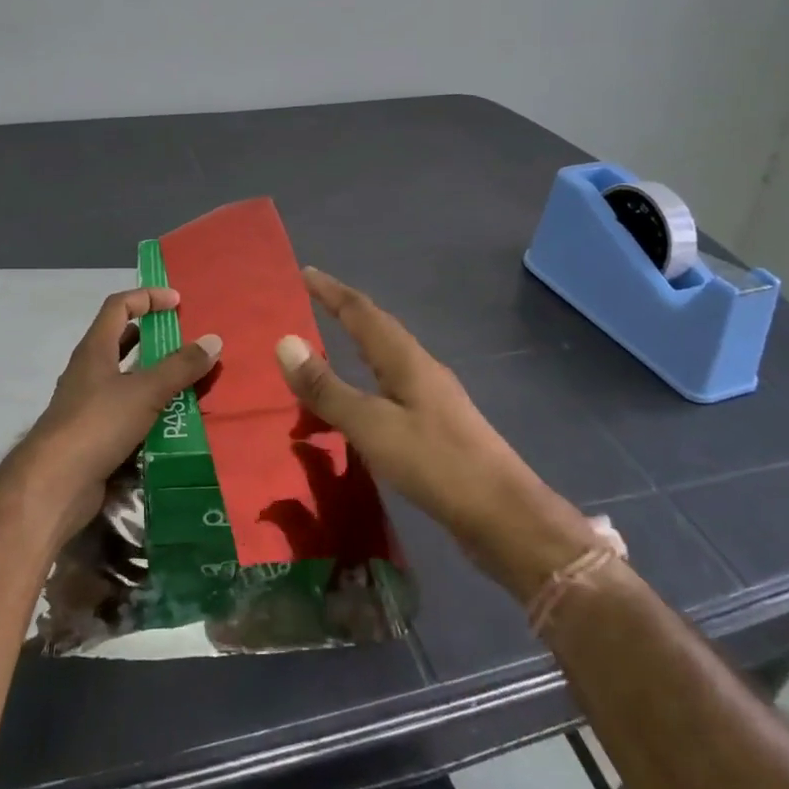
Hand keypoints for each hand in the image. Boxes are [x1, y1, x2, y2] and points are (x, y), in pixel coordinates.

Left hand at [17, 287, 220, 542]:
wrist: (54, 485)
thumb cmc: (97, 424)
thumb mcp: (145, 392)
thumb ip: (180, 367)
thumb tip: (213, 340)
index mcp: (95, 349)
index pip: (119, 306)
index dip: (147, 297)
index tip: (177, 302)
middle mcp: (90, 371)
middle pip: (122, 340)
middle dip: (154, 336)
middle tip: (187, 341)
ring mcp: (90, 404)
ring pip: (127, 378)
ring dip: (156, 375)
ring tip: (190, 380)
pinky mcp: (95, 434)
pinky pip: (128, 411)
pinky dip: (150, 409)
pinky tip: (174, 420)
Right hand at [275, 267, 601, 599]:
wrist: (504, 516)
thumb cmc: (435, 463)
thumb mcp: (371, 426)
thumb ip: (327, 388)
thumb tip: (284, 341)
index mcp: (406, 360)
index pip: (362, 312)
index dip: (332, 292)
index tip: (306, 273)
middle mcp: (421, 369)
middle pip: (378, 329)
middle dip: (345, 312)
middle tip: (313, 302)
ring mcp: (434, 398)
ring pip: (387, 359)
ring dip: (358, 346)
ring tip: (330, 348)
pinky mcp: (438, 427)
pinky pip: (392, 388)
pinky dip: (366, 382)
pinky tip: (362, 404)